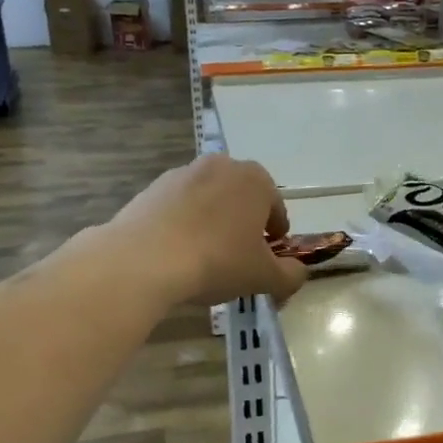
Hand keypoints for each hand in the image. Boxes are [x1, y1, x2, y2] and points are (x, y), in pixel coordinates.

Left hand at [111, 155, 308, 307]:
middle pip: (242, 199)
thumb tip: (298, 273)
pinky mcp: (153, 187)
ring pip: (209, 201)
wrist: (144, 259)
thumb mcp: (264, 277)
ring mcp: (184, 173)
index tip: (267, 259)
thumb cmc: (217, 261)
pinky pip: (179, 207)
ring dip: (213, 222)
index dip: (275, 237)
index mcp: (256, 180)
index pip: (276, 210)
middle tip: (238, 258)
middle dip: (243, 224)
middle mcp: (222, 165)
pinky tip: (177, 252)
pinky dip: (183, 224)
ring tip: (204, 257)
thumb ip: (291, 276)